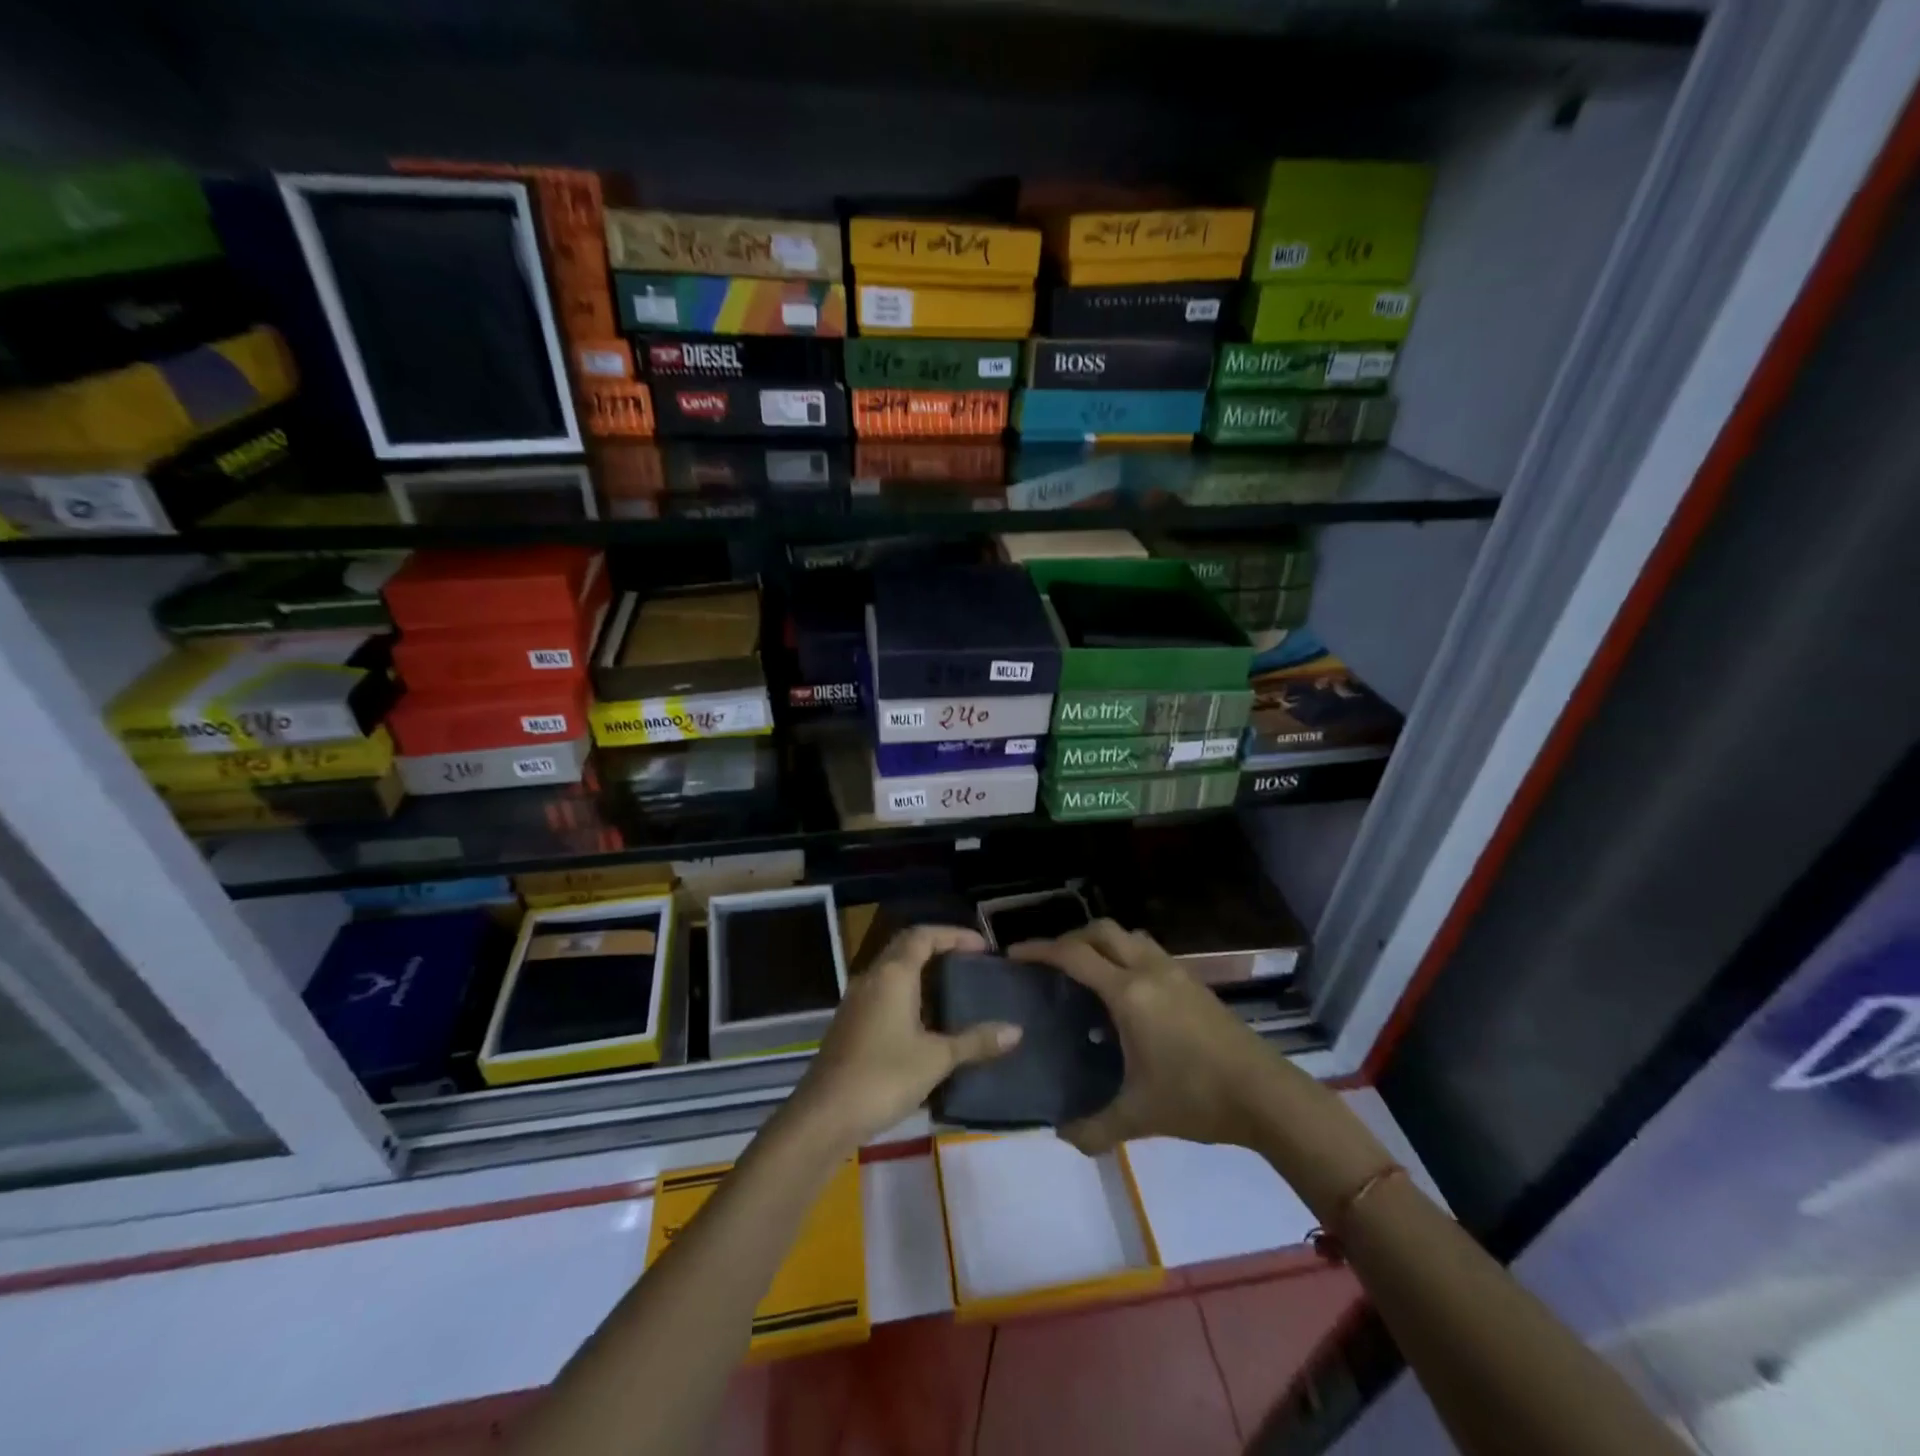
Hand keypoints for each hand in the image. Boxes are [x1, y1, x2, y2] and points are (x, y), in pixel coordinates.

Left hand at [792, 924, 1021, 1149]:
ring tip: (953, 987)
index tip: (982, 946)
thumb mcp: (936, 1058)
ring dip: (921, 971)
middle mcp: (872, 978)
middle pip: (906, 947)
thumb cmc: (883, 1076)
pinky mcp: (850, 1024)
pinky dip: (907, 993)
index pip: (923, 935)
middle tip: (970, 961)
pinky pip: (883, 993)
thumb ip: (975, 1042)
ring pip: (892, 970)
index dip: (953, 935)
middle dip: (938, 947)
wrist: (824, 1116)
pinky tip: (925, 1021)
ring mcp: (856, 1001)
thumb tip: (1016, 1030)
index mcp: (892, 974)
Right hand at [1010, 920, 1285, 1154]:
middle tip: (1051, 962)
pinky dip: (1127, 954)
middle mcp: (1150, 971)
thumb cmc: (1197, 1098)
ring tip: (1086, 971)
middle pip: (1103, 930)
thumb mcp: (1139, 1116)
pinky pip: (1149, 951)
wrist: (1266, 1096)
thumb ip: (1094, 1127)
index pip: (1074, 956)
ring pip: (1130, 936)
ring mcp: (1176, 972)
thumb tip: (1062, 1135)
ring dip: (1103, 942)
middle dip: (1071, 938)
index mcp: (1129, 994)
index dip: (1040, 950)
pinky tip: (1126, 991)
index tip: (1014, 954)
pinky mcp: (1194, 982)